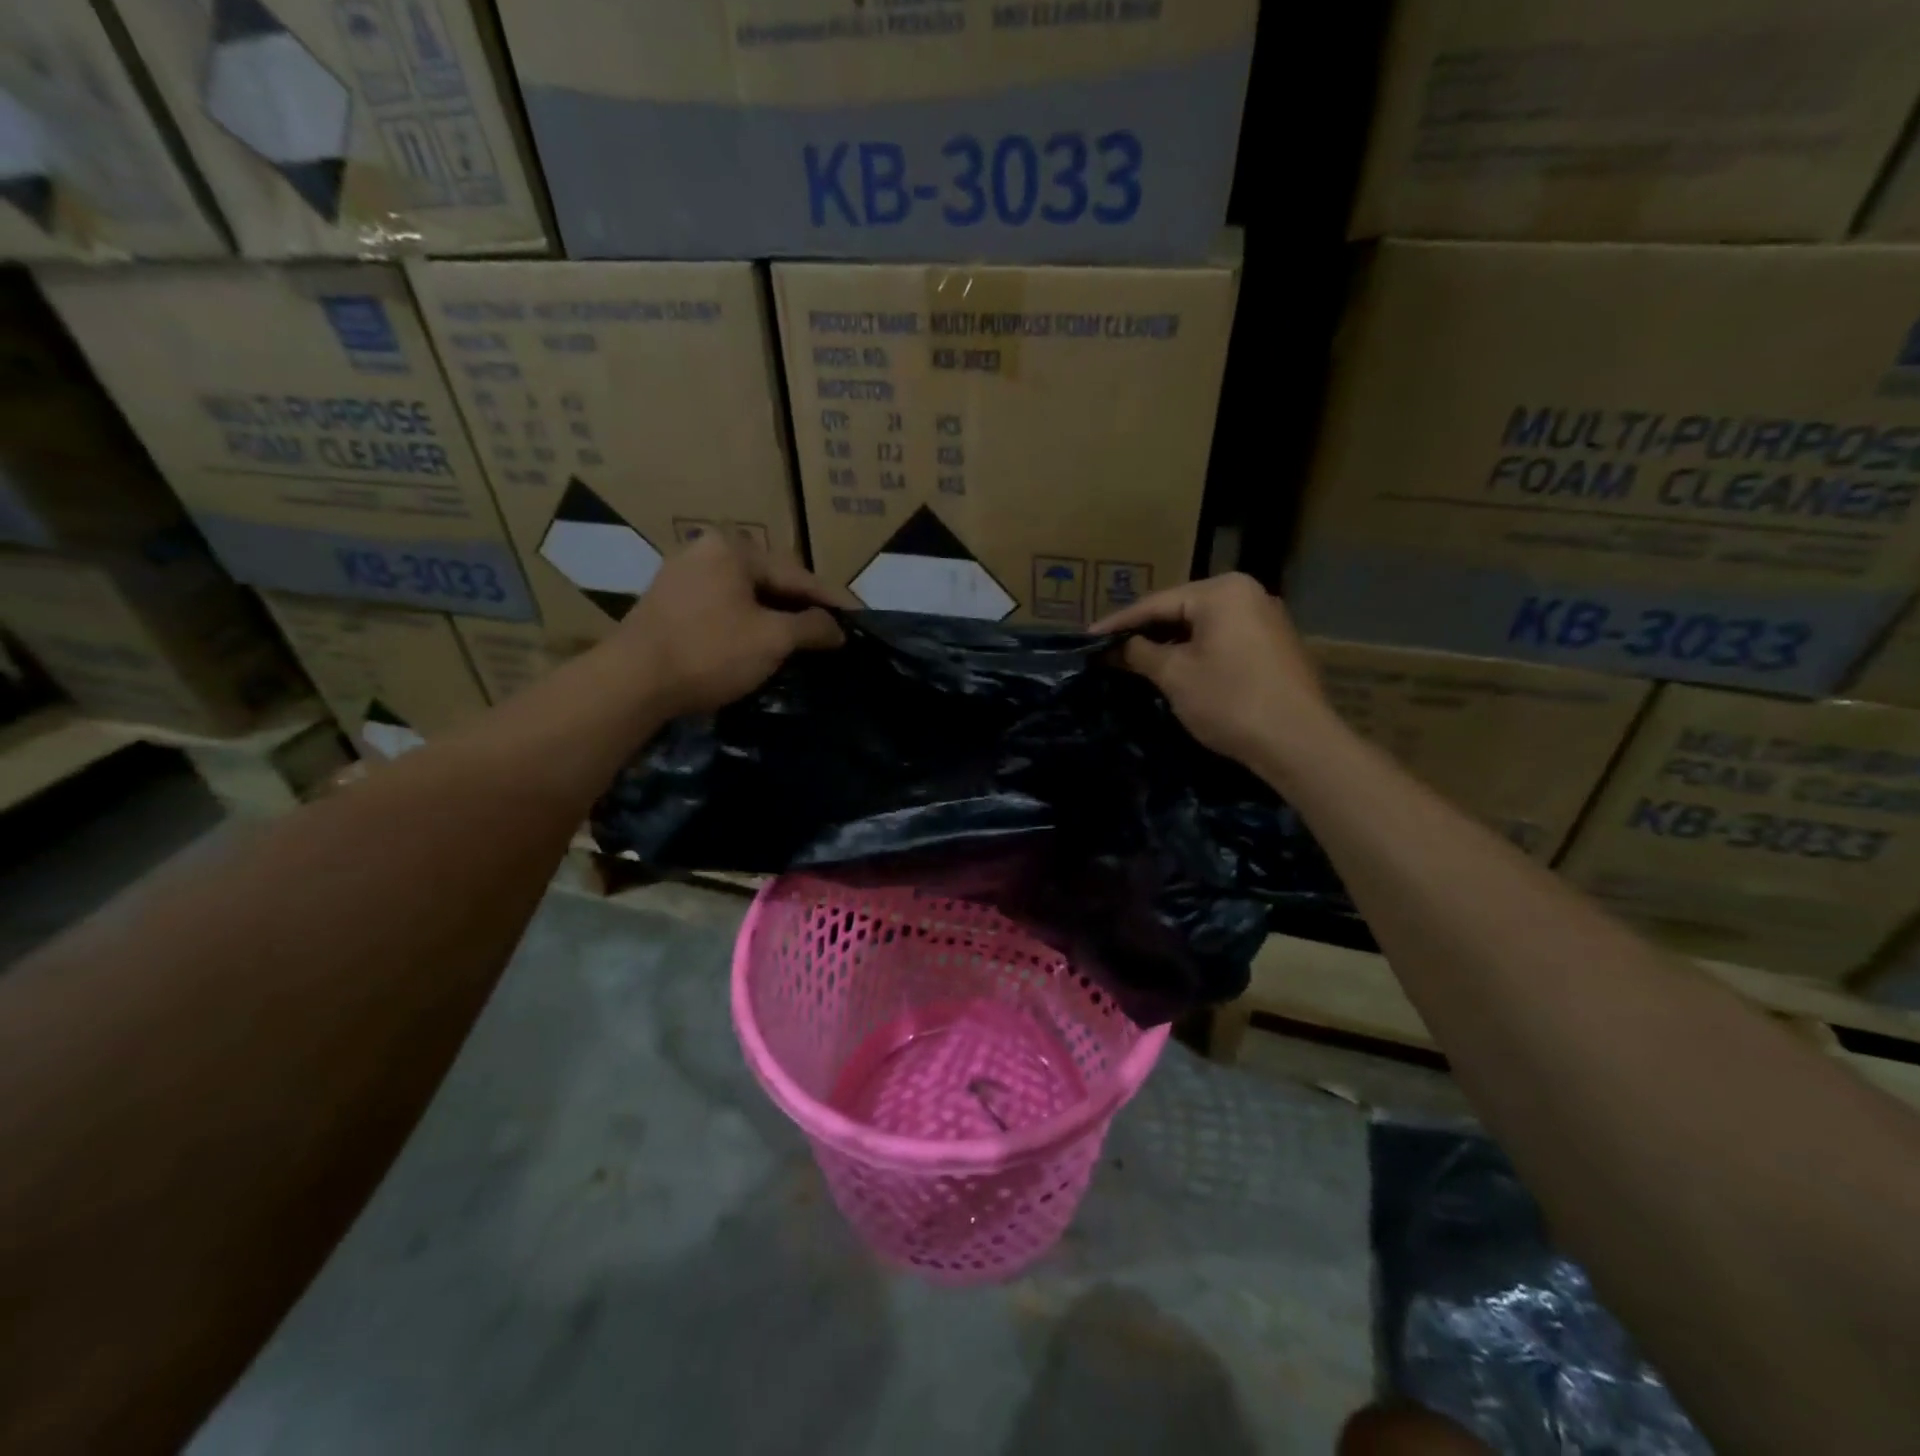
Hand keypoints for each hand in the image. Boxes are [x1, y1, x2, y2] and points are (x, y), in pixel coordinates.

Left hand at [615, 535, 853, 715]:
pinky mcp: (666, 603)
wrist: (632, 682)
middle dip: (800, 606)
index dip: (830, 600)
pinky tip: (759, 641)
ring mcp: (680, 575)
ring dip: (773, 615)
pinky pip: (721, 606)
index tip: (857, 618)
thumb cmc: (710, 652)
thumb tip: (837, 629)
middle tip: (830, 628)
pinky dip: (746, 622)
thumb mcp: (772, 639)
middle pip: (769, 580)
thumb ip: (811, 627)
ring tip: (800, 637)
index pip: (796, 574)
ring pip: (743, 594)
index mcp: (732, 549)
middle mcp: (704, 550)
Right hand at [1092, 573, 1342, 778]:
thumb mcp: (1175, 676)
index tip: (1087, 638)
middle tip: (1108, 648)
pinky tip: (1174, 666)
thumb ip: (1140, 653)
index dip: (1118, 623)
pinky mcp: (1274, 645)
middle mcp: (1247, 593)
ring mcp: (1265, 618)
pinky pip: (1223, 638)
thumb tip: (1116, 648)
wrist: (1298, 742)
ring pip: (1202, 625)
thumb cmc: (1230, 701)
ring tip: (1134, 658)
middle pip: (1181, 609)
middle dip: (1144, 631)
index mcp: (1222, 591)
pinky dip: (1195, 650)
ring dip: (1169, 642)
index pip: (1156, 603)